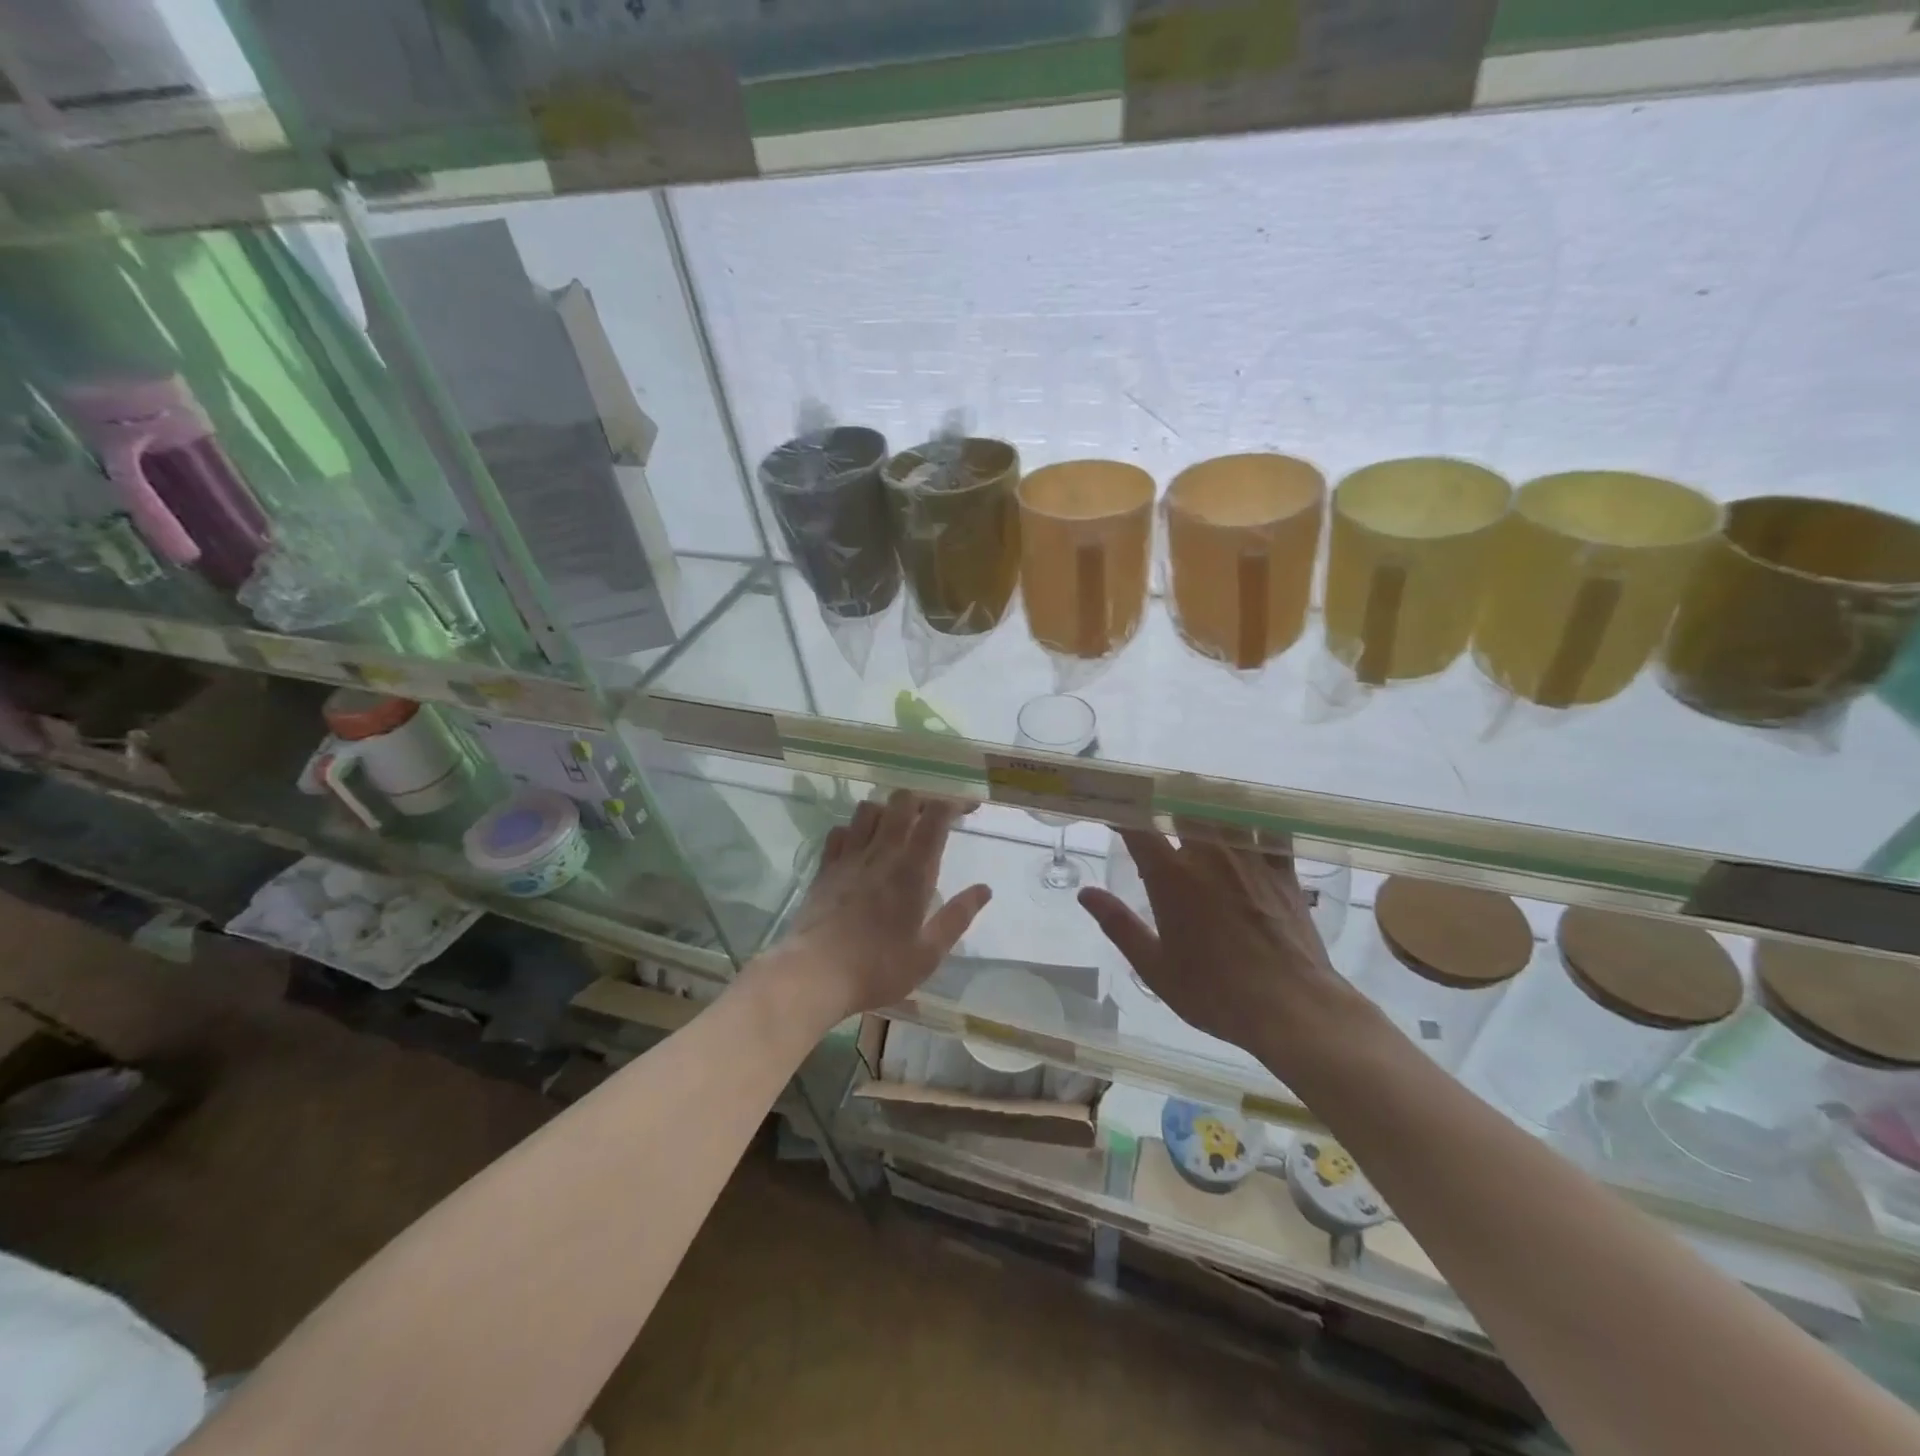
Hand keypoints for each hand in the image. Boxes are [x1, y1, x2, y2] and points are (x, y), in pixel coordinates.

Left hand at [760, 789, 990, 1026]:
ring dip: (887, 810)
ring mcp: (849, 856)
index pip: (935, 815)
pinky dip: (854, 830)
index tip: (967, 809)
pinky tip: (860, 847)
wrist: (814, 974)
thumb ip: (957, 917)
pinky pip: (840, 831)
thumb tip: (984, 889)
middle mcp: (881, 852)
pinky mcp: (825, 867)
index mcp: (913, 870)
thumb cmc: (878, 968)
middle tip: (933, 818)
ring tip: (897, 829)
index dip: (954, 803)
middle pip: (902, 800)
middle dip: (922, 800)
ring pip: (868, 808)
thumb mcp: (928, 953)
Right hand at [1077, 826, 1364, 1063]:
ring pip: (1227, 811)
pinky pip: (1272, 831)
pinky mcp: (1285, 872)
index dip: (1122, 814)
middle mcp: (1209, 855)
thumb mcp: (1154, 967)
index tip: (1112, 813)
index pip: (1138, 827)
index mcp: (1171, 876)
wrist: (1291, 1007)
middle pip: (1184, 805)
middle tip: (1160, 812)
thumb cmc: (1215, 992)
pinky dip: (1259, 824)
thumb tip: (1085, 893)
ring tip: (1203, 812)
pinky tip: (1254, 829)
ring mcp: (1251, 859)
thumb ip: (1119, 925)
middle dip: (1167, 802)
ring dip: (1210, 807)